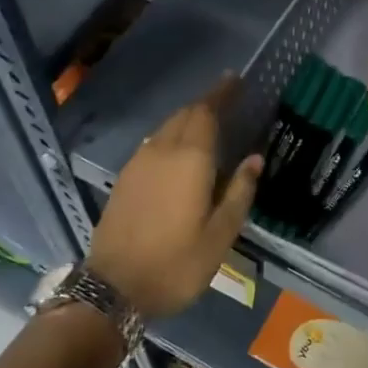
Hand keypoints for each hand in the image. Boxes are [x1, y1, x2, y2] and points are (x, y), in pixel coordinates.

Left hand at [89, 76, 261, 318]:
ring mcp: (138, 163)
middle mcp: (161, 151)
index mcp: (190, 159)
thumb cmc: (176, 264)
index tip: (236, 79)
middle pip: (185, 115)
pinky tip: (179, 152)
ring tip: (207, 124)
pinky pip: (153, 143)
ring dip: (187, 119)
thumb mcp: (220, 235)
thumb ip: (239, 192)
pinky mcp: (125, 178)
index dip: (221, 93)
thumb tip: (254, 159)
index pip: (206, 112)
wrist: (113, 288)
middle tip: (227, 100)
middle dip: (206, 104)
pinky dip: (171, 137)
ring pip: (166, 128)